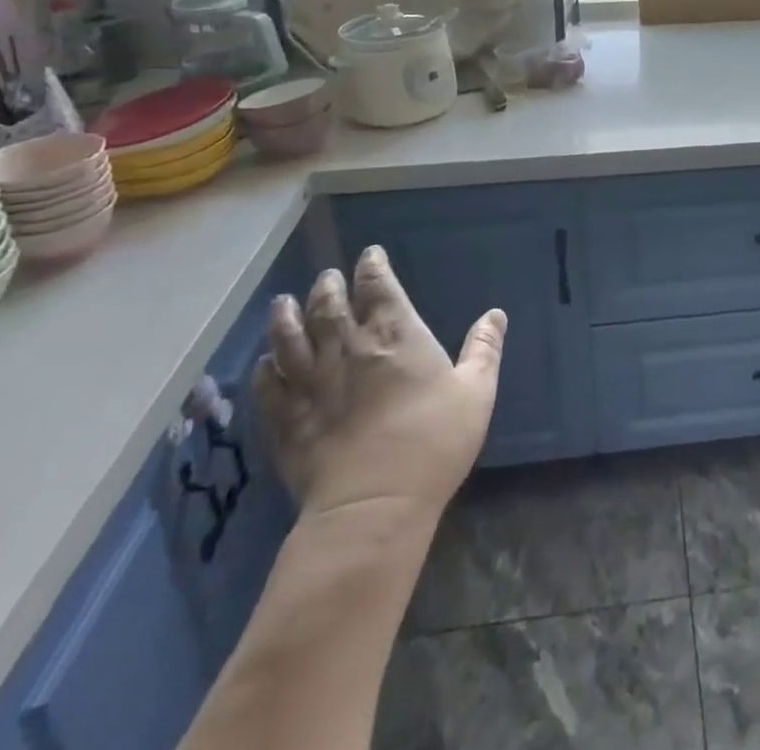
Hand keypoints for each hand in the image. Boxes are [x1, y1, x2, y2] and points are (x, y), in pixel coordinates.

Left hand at [254, 246, 504, 521]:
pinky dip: (264, 369)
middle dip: (328, 286)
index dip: (373, 267)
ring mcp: (311, 384)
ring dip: (285, 317)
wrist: (374, 504)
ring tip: (282, 303)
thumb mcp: (476, 392)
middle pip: (329, 306)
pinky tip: (265, 363)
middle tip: (326, 277)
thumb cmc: (434, 441)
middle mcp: (348, 349)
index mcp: (396, 335)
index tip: (369, 255)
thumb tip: (495, 313)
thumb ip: (484, 349)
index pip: (379, 286)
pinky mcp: (287, 421)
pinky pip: (267, 386)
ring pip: (289, 339)